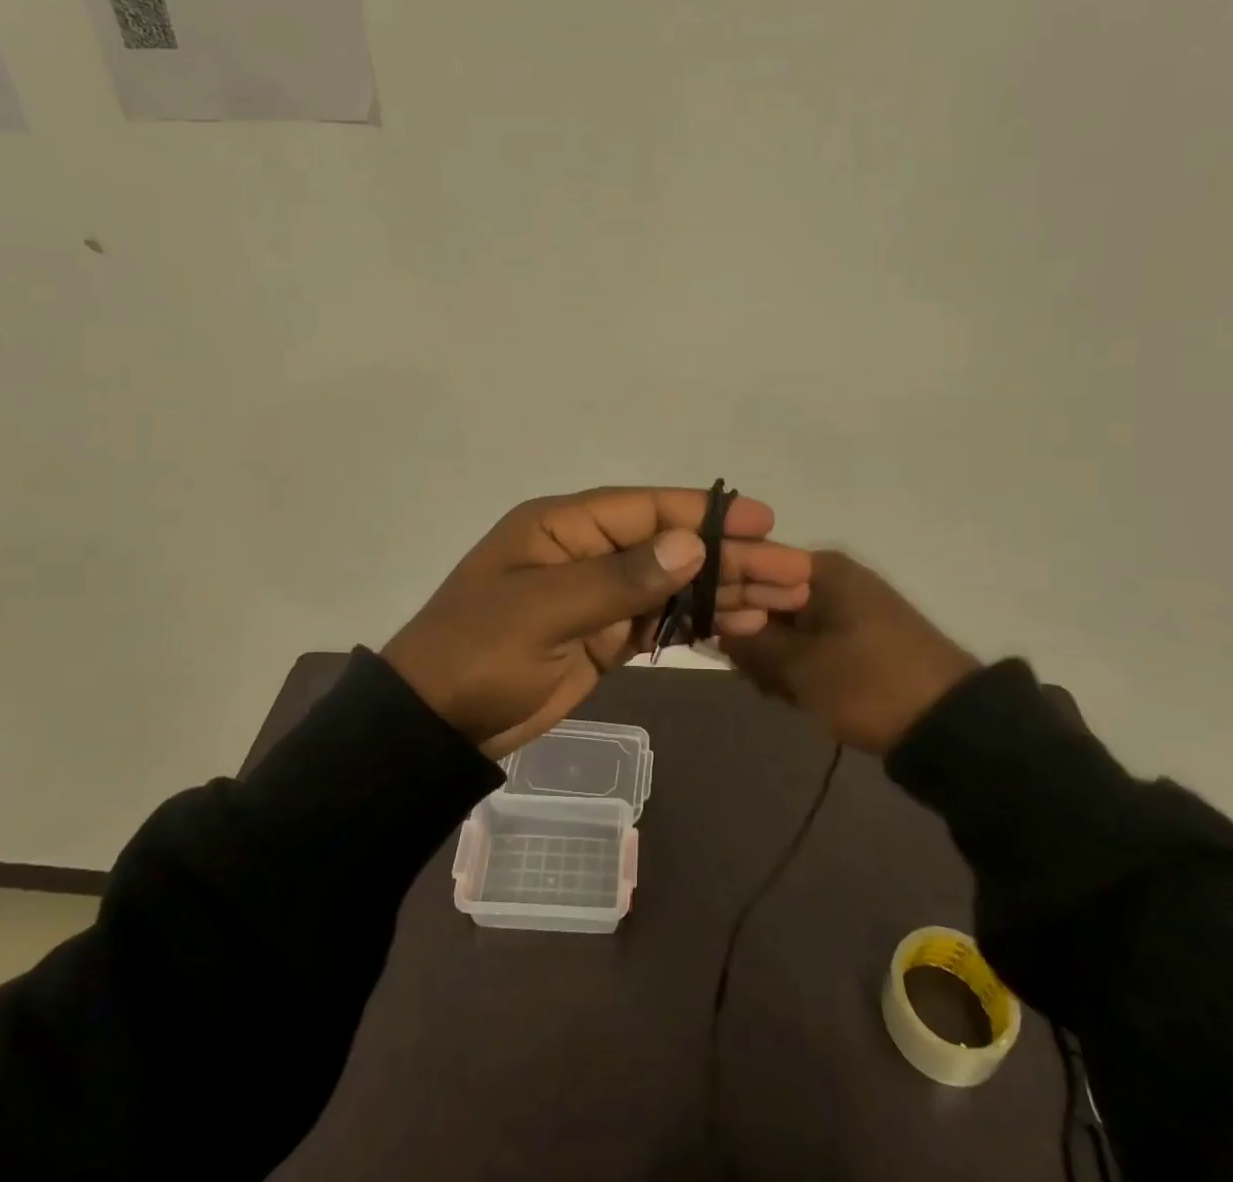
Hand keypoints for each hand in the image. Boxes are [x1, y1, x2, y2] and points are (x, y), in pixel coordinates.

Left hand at [383, 487, 811, 757]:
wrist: (436, 723)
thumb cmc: (480, 653)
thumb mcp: (544, 610)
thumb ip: (620, 578)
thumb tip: (691, 544)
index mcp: (563, 527)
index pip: (646, 509)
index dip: (706, 513)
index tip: (763, 520)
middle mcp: (586, 552)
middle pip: (671, 547)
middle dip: (732, 558)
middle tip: (795, 571)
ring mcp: (597, 596)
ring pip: (673, 585)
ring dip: (726, 590)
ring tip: (787, 598)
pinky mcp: (603, 637)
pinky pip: (660, 621)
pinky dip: (700, 622)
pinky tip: (744, 623)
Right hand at [720, 550, 980, 753]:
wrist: (951, 727)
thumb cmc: (868, 685)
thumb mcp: (799, 667)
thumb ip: (749, 643)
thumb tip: (716, 625)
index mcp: (821, 569)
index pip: (751, 567)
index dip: (728, 601)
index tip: (718, 638)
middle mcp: (834, 577)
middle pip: (767, 597)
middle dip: (753, 637)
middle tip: (753, 677)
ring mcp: (849, 606)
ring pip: (788, 624)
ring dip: (775, 657)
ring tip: (778, 692)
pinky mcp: (860, 635)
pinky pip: (812, 640)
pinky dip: (799, 664)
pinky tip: (796, 694)